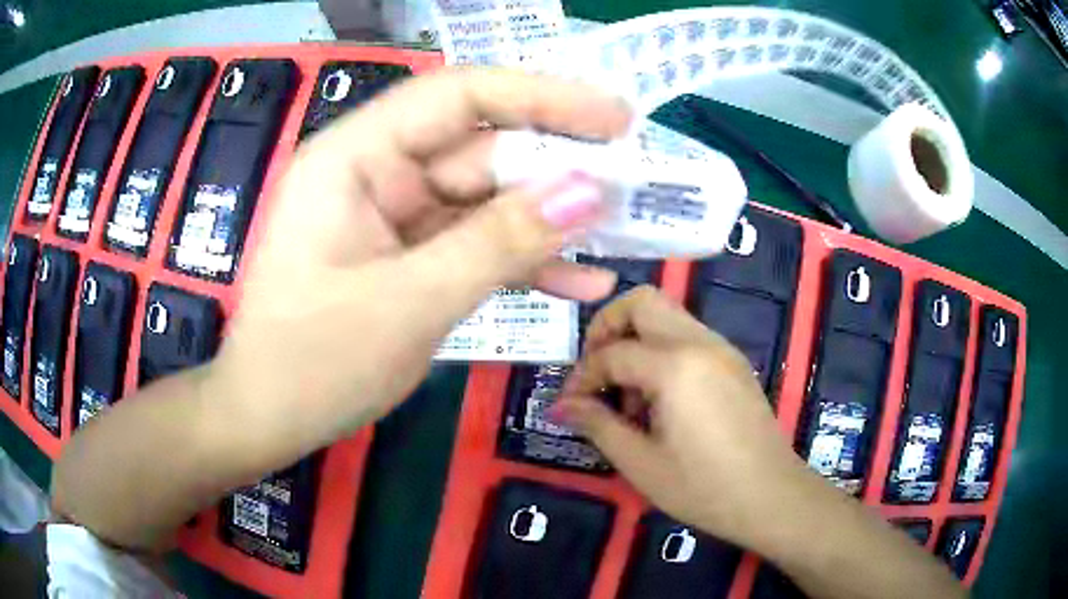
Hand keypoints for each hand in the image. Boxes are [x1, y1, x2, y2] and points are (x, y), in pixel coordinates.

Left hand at [207, 69, 631, 449]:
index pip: (460, 96)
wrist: (269, 419)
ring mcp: (393, 216)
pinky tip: (582, 282)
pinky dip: (524, 262)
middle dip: (559, 167)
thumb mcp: (410, 302)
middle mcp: (376, 172)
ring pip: (486, 200)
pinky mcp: (407, 257)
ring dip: (551, 220)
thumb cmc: (313, 363)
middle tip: (635, 183)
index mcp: (356, 157)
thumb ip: (501, 242)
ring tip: (623, 232)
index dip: (543, 96)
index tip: (616, 116)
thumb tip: (589, 191)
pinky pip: (474, 245)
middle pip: (481, 149)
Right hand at [558, 286, 824, 551]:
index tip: (571, 406)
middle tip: (596, 373)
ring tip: (631, 398)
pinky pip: (688, 337)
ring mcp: (722, 349)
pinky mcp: (734, 363)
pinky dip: (662, 353)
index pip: (612, 352)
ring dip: (637, 342)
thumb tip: (561, 405)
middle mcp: (700, 342)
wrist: (772, 497)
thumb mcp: (641, 463)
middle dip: (608, 329)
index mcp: (675, 365)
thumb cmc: (704, 487)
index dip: (582, 377)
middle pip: (643, 302)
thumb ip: (597, 425)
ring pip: (667, 316)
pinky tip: (661, 401)